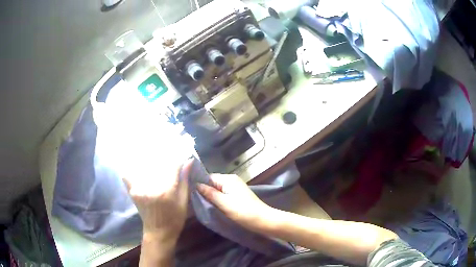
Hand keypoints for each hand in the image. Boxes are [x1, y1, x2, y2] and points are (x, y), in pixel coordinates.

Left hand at [123, 158, 193, 242]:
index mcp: (166, 191)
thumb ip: (185, 181)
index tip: (180, 164)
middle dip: (164, 164)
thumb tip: (188, 161)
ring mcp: (139, 189)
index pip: (172, 166)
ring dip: (150, 166)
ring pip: (143, 168)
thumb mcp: (184, 202)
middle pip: (157, 165)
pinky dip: (130, 172)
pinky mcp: (132, 192)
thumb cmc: (175, 219)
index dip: (177, 163)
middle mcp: (151, 187)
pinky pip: (128, 177)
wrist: (158, 233)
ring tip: (156, 170)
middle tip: (168, 167)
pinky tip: (136, 171)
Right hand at [197, 174, 271, 230]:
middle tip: (193, 200)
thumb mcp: (224, 203)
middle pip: (213, 183)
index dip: (199, 184)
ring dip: (211, 196)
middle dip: (204, 191)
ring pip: (218, 190)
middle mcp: (232, 180)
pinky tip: (212, 206)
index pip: (208, 177)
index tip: (189, 192)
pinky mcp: (238, 196)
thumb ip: (209, 193)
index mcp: (228, 179)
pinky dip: (218, 200)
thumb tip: (196, 184)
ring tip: (200, 204)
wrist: (263, 220)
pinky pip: (223, 195)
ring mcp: (235, 188)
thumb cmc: (243, 211)